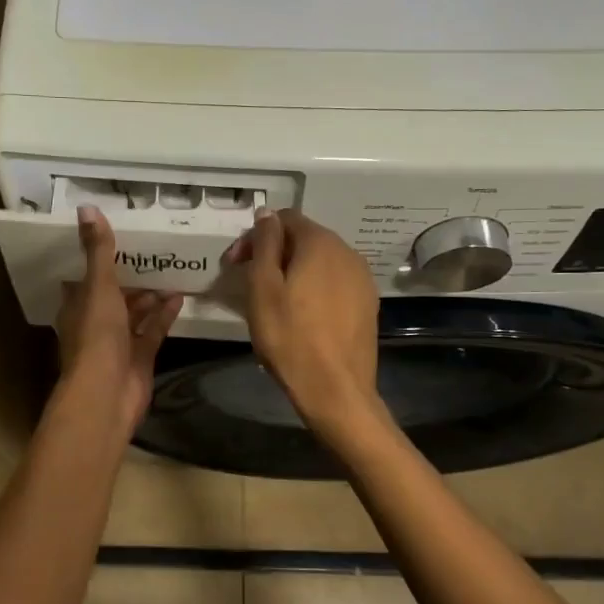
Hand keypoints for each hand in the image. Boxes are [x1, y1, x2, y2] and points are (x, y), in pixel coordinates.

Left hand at [56, 207, 182, 438]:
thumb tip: (87, 208)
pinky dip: (164, 315)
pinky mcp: (139, 358)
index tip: (115, 239)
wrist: (107, 393)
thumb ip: (98, 250)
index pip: (83, 278)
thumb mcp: (99, 287)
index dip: (96, 260)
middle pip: (112, 296)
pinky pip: (152, 331)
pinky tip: (180, 297)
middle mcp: (94, 323)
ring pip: (134, 314)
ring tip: (170, 272)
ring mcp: (117, 343)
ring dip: (150, 296)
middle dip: (130, 277)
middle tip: (152, 253)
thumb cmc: (96, 336)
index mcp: (77, 306)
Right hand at [227, 208, 379, 424]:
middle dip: (274, 252)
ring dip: (294, 270)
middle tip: (249, 281)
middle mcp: (348, 252)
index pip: (285, 218)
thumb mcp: (264, 288)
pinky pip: (335, 282)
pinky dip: (314, 287)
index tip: (235, 264)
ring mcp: (362, 278)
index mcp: (321, 243)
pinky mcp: (368, 303)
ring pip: (321, 261)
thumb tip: (267, 213)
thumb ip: (265, 244)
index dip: (255, 236)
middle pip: (304, 238)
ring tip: (274, 299)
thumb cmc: (290, 338)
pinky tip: (302, 313)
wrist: (336, 390)